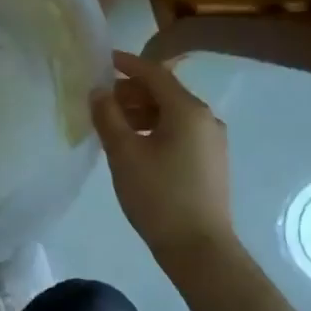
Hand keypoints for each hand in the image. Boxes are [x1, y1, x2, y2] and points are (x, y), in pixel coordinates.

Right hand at [90, 51, 234, 270]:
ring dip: (142, 112)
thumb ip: (108, 116)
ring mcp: (212, 141)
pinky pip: (181, 131)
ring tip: (114, 125)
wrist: (200, 250)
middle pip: (165, 92)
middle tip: (102, 101)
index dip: (127, 64)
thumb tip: (98, 91)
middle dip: (132, 92)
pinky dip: (156, 129)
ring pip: (172, 113)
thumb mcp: (124, 153)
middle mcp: (206, 118)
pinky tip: (136, 145)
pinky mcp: (212, 161)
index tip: (104, 60)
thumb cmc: (159, 196)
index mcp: (188, 110)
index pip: (154, 74)